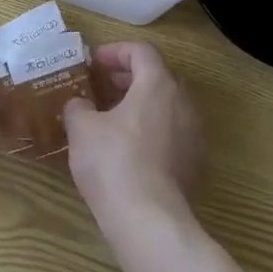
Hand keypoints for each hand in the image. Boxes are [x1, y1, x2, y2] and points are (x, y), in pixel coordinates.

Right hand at [64, 41, 202, 231]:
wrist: (149, 221)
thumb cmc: (113, 161)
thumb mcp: (82, 128)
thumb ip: (78, 107)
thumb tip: (80, 105)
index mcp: (158, 85)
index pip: (141, 51)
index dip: (115, 51)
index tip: (94, 63)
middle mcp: (183, 103)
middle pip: (157, 77)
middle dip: (128, 79)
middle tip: (102, 87)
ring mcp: (193, 136)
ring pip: (165, 107)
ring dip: (139, 106)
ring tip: (111, 119)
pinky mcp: (194, 165)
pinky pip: (170, 134)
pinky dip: (150, 131)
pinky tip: (127, 149)